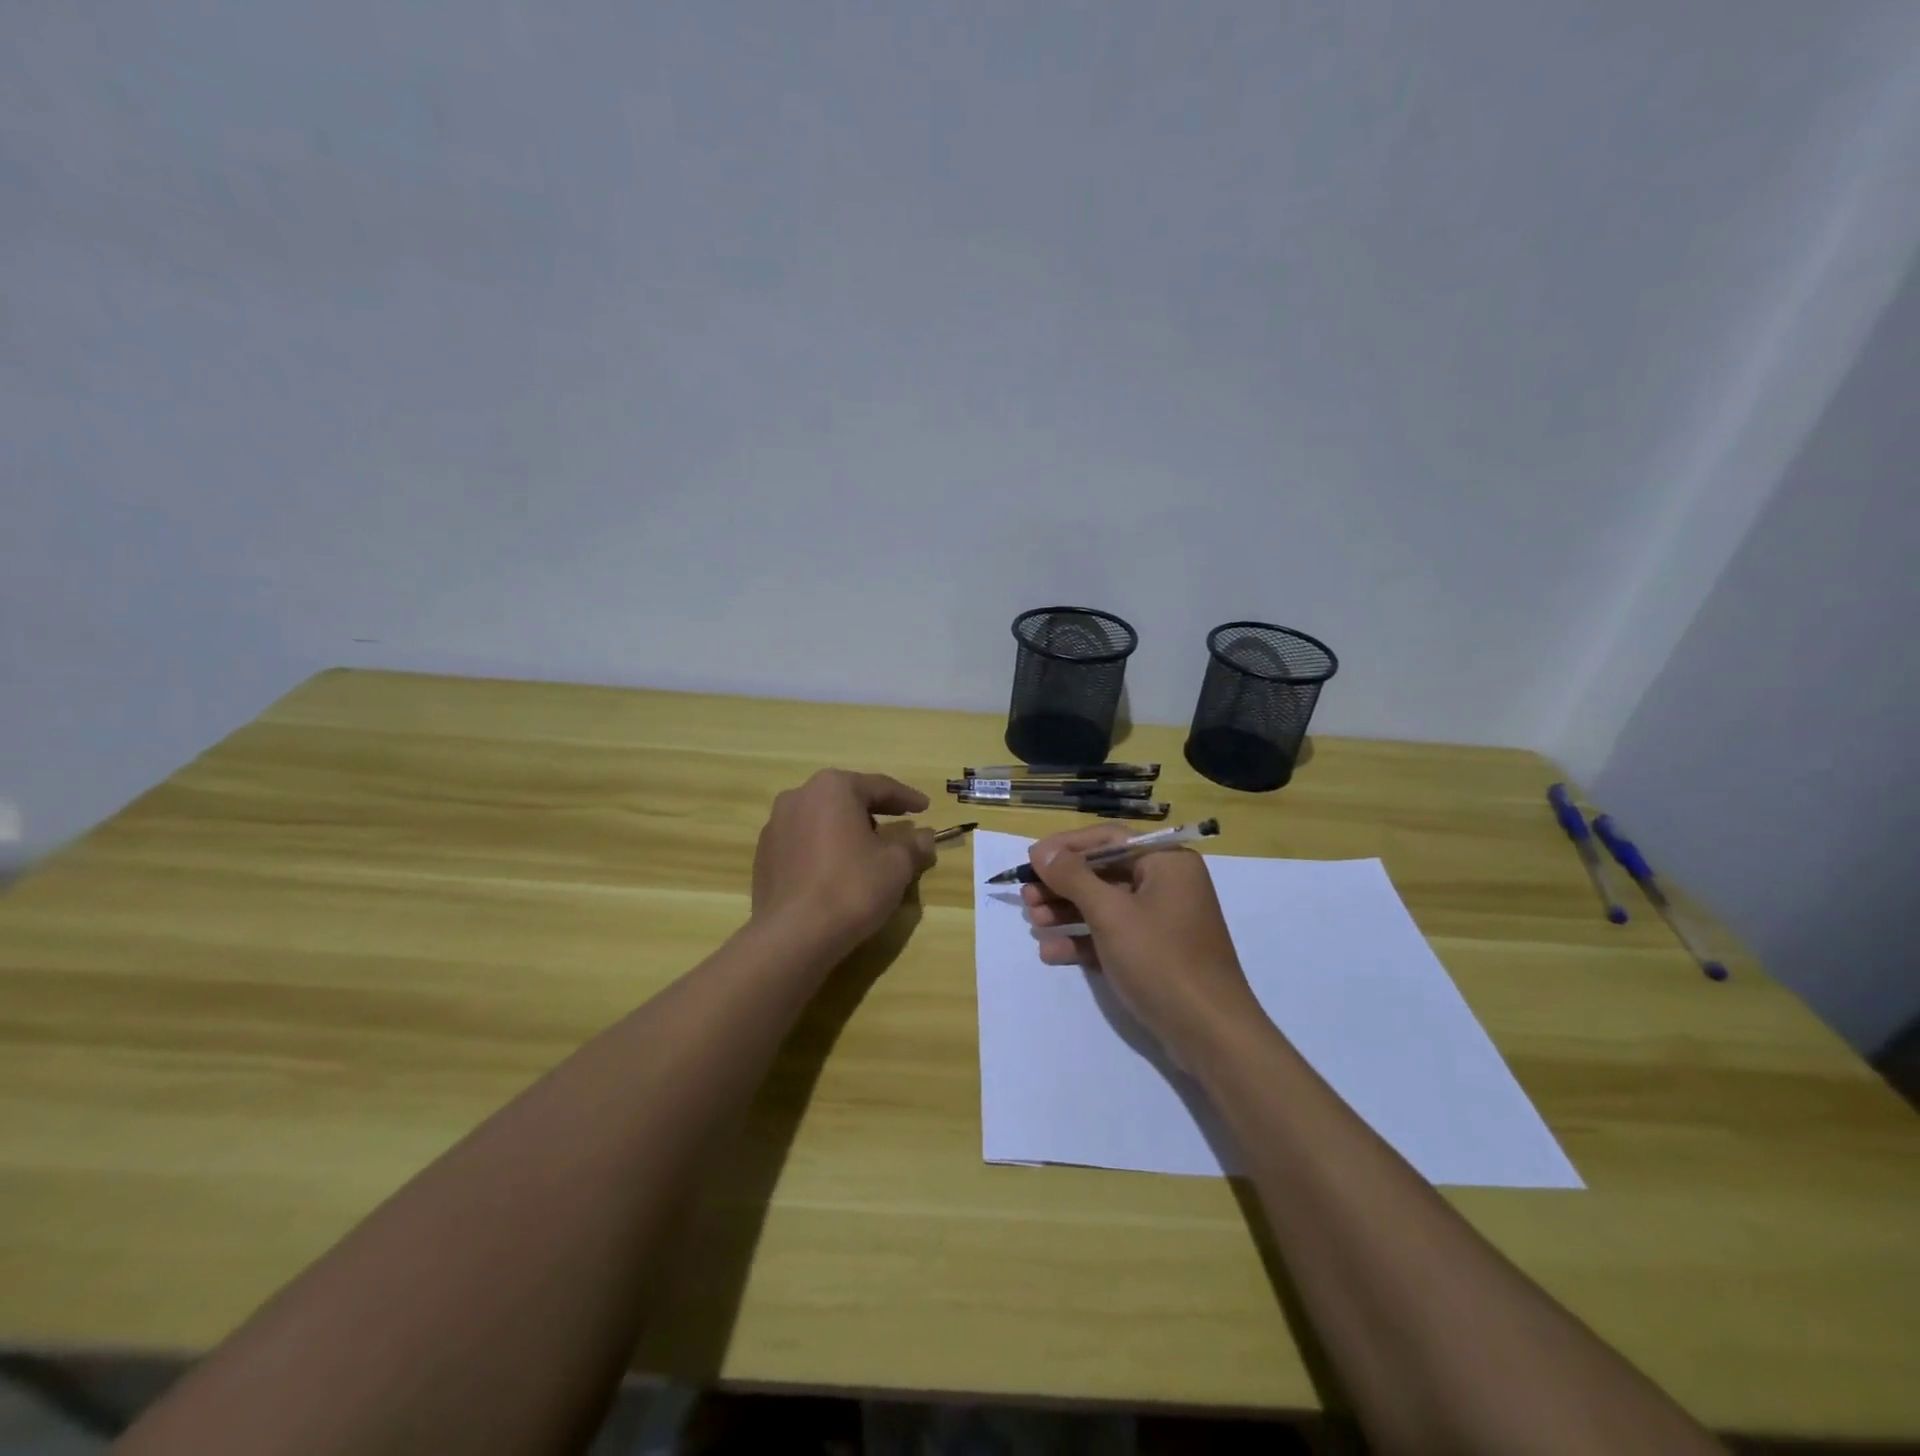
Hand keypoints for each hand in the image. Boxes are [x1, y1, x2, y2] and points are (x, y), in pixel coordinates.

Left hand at [752, 770, 937, 954]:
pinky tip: (838, 874)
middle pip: (847, 800)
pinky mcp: (764, 857)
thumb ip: (914, 845)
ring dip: (848, 833)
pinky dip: (825, 851)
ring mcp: (775, 827)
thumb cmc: (851, 887)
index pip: (879, 786)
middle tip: (899, 829)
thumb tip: (925, 837)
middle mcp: (798, 797)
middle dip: (874, 814)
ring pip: (823, 822)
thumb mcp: (897, 865)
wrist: (792, 935)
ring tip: (868, 854)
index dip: (906, 798)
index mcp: (832, 788)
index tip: (925, 807)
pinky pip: (804, 845)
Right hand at [1022, 825, 1264, 1069]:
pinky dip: (1084, 939)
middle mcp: (1167, 884)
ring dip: (1067, 911)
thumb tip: (1043, 851)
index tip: (1032, 859)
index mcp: (1166, 862)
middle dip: (1063, 884)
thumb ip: (1074, 878)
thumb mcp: (1111, 914)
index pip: (1109, 839)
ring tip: (1033, 921)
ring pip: (1105, 905)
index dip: (1067, 847)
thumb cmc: (1161, 960)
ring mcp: (1162, 920)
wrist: (1210, 1033)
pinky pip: (1113, 934)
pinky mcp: (1155, 952)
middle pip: (1104, 872)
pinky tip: (1052, 951)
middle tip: (1027, 895)